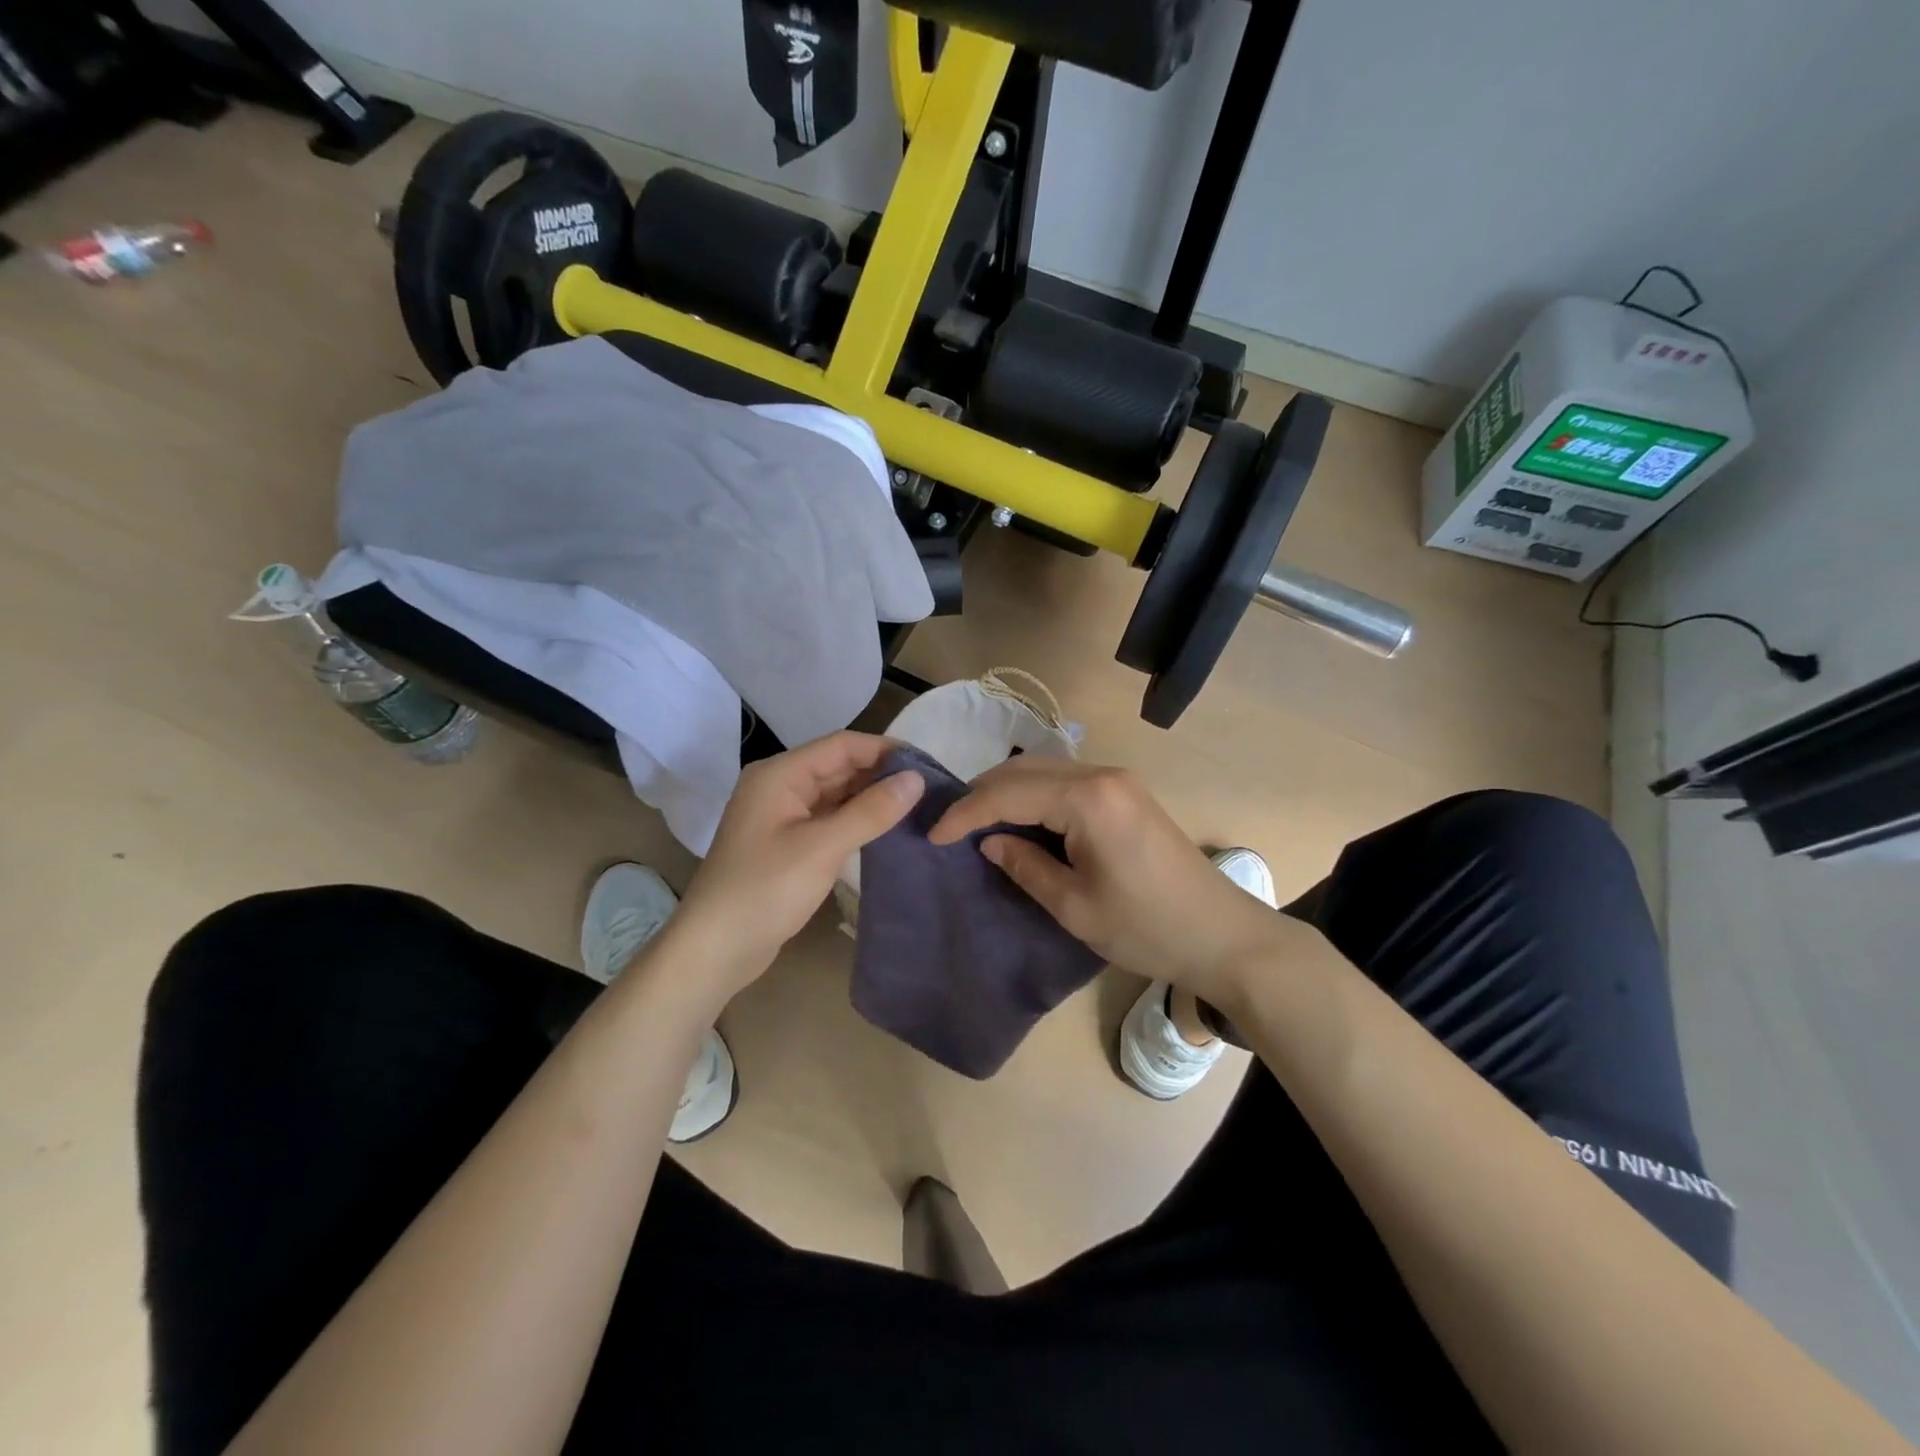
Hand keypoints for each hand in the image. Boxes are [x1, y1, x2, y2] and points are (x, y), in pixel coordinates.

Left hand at [671, 732, 923, 997]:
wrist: (715, 949)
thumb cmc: (765, 890)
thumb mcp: (822, 848)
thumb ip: (871, 811)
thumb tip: (917, 779)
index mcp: (780, 774)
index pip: (842, 746)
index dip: (885, 750)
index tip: (928, 765)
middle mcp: (779, 786)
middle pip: (838, 766)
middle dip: (881, 774)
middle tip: (929, 790)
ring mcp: (781, 815)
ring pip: (835, 793)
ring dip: (870, 798)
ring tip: (916, 808)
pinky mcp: (787, 842)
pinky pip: (828, 818)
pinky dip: (856, 820)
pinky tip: (884, 829)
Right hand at [928, 757, 1287, 1006]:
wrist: (1222, 935)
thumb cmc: (1147, 928)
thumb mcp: (1075, 907)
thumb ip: (1025, 866)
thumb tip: (990, 842)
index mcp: (1087, 799)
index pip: (1008, 793)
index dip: (965, 813)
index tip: (932, 836)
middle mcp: (1101, 774)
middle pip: (1023, 770)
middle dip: (981, 795)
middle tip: (950, 826)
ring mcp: (1118, 779)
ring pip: (1043, 770)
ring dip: (1006, 791)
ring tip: (976, 824)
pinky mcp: (1126, 792)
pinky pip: (1065, 781)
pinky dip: (1034, 795)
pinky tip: (1020, 820)